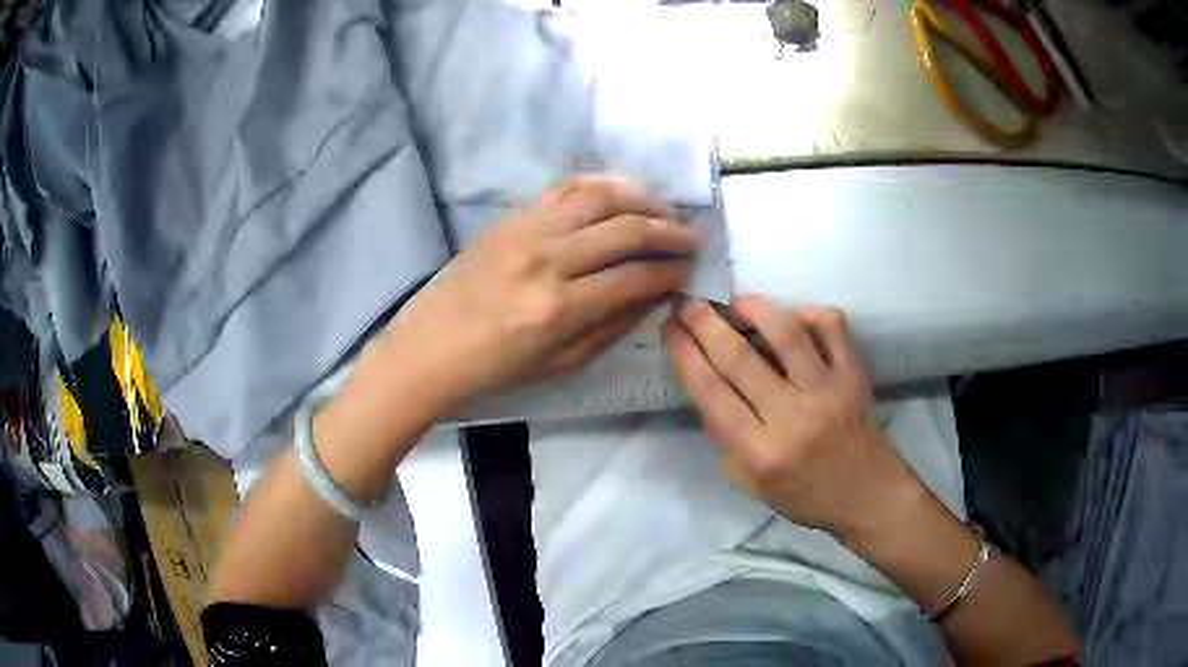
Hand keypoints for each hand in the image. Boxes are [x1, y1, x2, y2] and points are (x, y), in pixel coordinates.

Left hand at [375, 175, 699, 410]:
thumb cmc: (497, 368)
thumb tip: (656, 292)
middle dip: (669, 232)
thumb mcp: (563, 364)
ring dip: (642, 200)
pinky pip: (565, 187)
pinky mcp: (511, 216)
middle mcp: (547, 260)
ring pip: (600, 198)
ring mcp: (526, 230)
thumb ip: (615, 325)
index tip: (690, 269)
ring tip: (665, 211)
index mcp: (559, 309)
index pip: (635, 278)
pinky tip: (623, 191)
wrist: (432, 346)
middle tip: (692, 237)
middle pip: (626, 230)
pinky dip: (600, 184)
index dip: (671, 271)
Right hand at [662, 296, 924, 541]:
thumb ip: (722, 436)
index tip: (669, 326)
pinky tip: (791, 316)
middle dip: (704, 321)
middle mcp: (792, 417)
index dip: (683, 351)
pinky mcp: (854, 373)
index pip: (710, 391)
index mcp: (759, 452)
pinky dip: (807, 311)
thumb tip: (706, 380)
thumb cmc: (803, 494)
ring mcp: (828, 390)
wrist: (865, 494)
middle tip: (687, 301)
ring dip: (752, 307)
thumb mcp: (747, 482)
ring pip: (785, 332)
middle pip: (738, 357)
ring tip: (735, 302)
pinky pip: (831, 326)